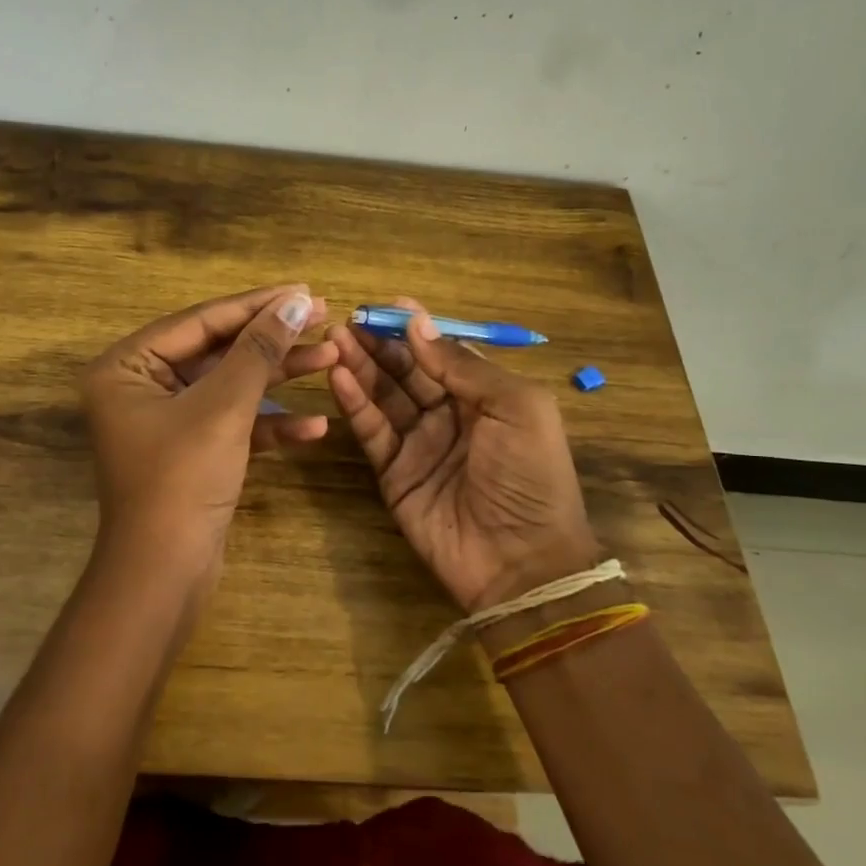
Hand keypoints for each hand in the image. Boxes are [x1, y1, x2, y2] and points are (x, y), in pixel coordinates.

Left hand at [81, 284, 338, 569]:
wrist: (164, 577)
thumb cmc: (182, 480)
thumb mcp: (223, 408)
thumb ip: (259, 350)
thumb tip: (295, 301)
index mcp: (127, 366)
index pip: (200, 321)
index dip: (256, 304)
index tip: (304, 289)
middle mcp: (140, 387)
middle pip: (217, 351)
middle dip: (272, 341)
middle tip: (324, 318)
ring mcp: (166, 422)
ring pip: (230, 387)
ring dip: (278, 378)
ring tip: (331, 361)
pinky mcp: (190, 452)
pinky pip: (231, 424)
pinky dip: (269, 425)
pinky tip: (315, 425)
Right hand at [326, 298, 602, 612]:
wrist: (521, 561)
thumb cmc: (530, 476)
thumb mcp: (516, 408)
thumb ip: (464, 366)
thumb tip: (419, 325)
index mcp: (486, 396)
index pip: (444, 352)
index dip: (418, 328)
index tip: (387, 304)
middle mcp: (450, 415)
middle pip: (408, 370)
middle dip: (381, 343)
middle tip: (349, 320)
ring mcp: (419, 444)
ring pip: (384, 395)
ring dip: (361, 366)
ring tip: (336, 339)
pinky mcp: (393, 472)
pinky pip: (372, 430)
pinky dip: (355, 403)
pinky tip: (338, 376)